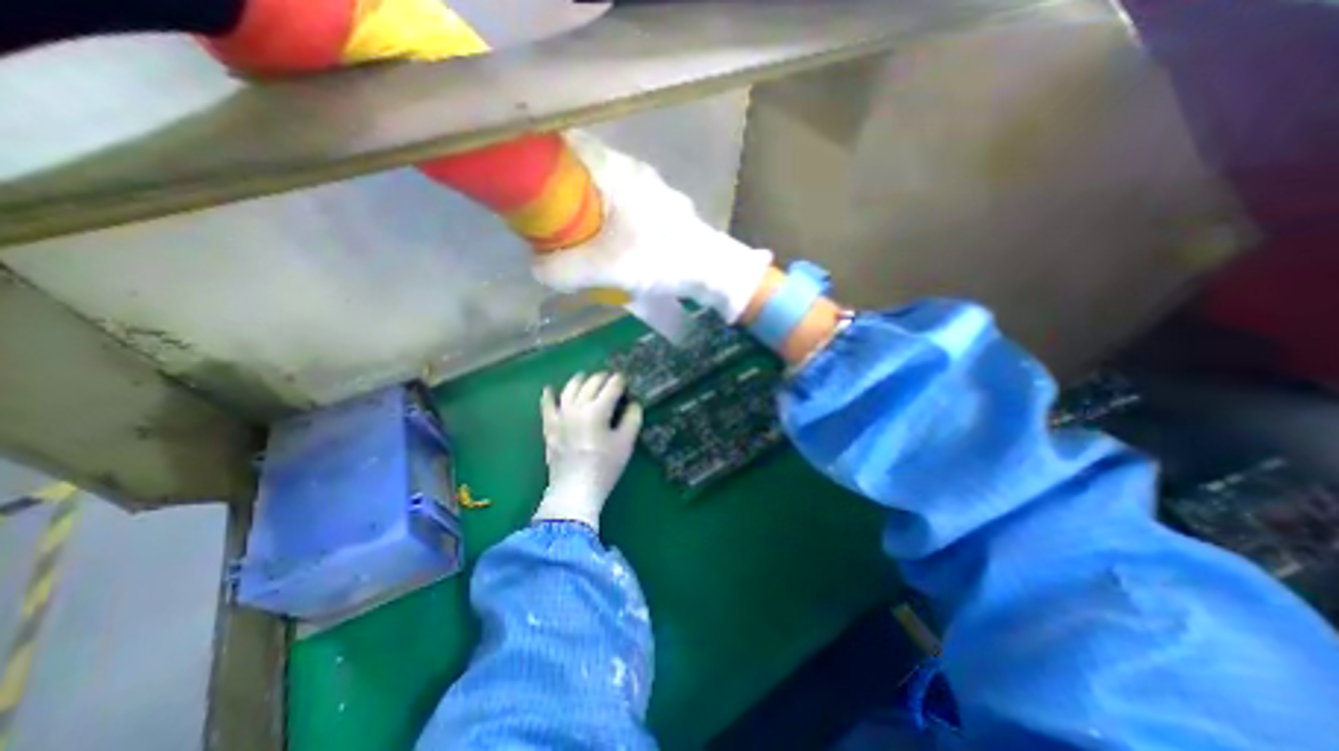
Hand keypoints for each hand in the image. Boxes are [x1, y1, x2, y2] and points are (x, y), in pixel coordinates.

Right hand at [527, 128, 768, 321]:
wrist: (713, 271)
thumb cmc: (662, 259)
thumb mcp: (607, 268)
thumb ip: (564, 269)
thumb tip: (537, 268)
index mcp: (616, 171)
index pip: (566, 147)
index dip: (540, 163)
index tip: (525, 190)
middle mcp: (632, 172)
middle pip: (581, 173)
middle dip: (560, 197)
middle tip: (548, 225)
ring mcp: (649, 190)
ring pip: (602, 192)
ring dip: (585, 214)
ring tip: (576, 243)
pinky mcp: (659, 210)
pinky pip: (621, 208)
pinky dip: (606, 224)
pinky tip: (607, 249)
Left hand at [533, 374, 643, 531]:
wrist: (574, 491)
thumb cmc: (604, 467)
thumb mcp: (625, 444)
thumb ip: (632, 419)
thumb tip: (633, 404)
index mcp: (597, 410)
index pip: (611, 387)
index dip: (620, 381)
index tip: (625, 380)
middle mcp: (577, 407)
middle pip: (590, 384)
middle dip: (602, 378)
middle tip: (610, 379)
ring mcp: (560, 416)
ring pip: (569, 389)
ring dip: (579, 380)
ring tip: (585, 377)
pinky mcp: (549, 427)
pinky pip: (547, 407)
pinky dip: (548, 396)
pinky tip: (549, 389)